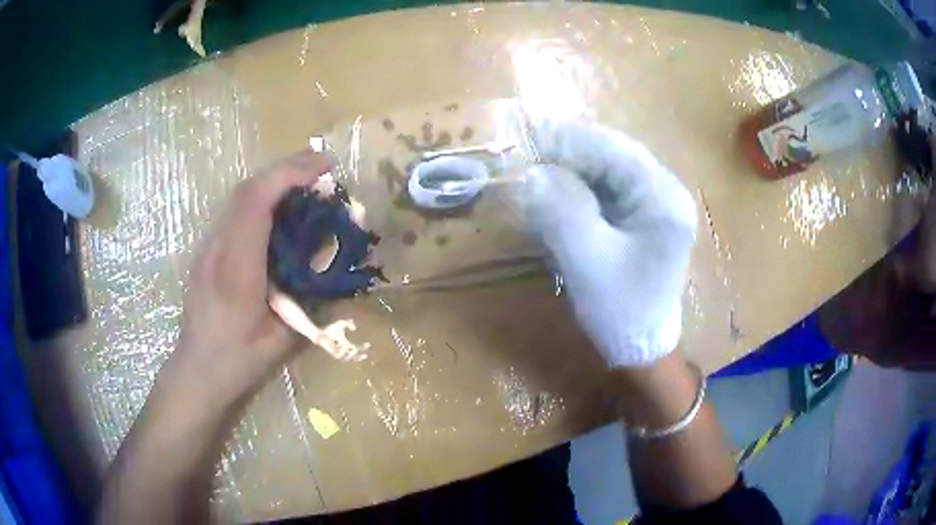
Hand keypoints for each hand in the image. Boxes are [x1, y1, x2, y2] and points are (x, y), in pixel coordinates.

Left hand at [171, 150, 330, 406]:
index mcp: (237, 271)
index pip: (256, 204)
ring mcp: (208, 247)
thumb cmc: (238, 361)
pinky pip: (235, 212)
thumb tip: (338, 271)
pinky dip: (262, 198)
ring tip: (306, 183)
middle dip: (286, 169)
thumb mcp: (284, 341)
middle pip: (246, 189)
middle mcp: (217, 249)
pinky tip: (280, 210)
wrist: (196, 371)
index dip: (290, 175)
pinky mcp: (207, 251)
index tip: (325, 167)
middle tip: (323, 167)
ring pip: (239, 197)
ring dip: (274, 181)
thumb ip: (312, 303)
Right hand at [516, 118, 696, 366]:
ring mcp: (654, 203)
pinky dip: (577, 188)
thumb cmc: (622, 311)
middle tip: (523, 150)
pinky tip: (555, 191)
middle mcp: (663, 191)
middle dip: (567, 152)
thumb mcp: (588, 261)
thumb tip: (532, 173)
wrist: (642, 349)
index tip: (524, 134)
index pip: (614, 150)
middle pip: (611, 155)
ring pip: (606, 170)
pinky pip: (606, 190)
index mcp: (663, 198)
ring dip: (570, 168)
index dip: (568, 139)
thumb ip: (561, 211)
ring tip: (534, 167)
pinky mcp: (640, 217)